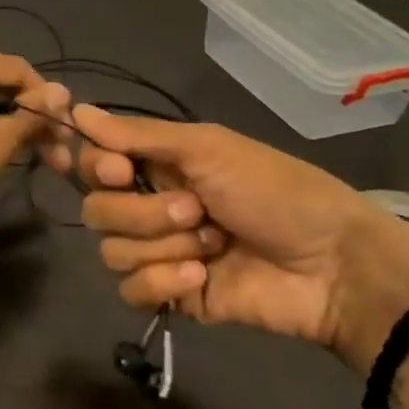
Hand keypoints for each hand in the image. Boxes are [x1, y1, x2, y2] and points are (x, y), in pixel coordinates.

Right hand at [61, 106, 408, 371]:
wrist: (332, 264)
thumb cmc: (274, 190)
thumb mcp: (208, 148)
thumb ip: (138, 135)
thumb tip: (76, 111)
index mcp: (158, 165)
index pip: (94, 164)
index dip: (97, 168)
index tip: (120, 169)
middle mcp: (151, 205)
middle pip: (97, 210)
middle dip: (144, 213)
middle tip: (195, 209)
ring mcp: (161, 253)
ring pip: (112, 251)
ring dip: (163, 246)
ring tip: (212, 245)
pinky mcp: (172, 296)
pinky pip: (132, 291)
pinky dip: (163, 283)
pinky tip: (201, 277)